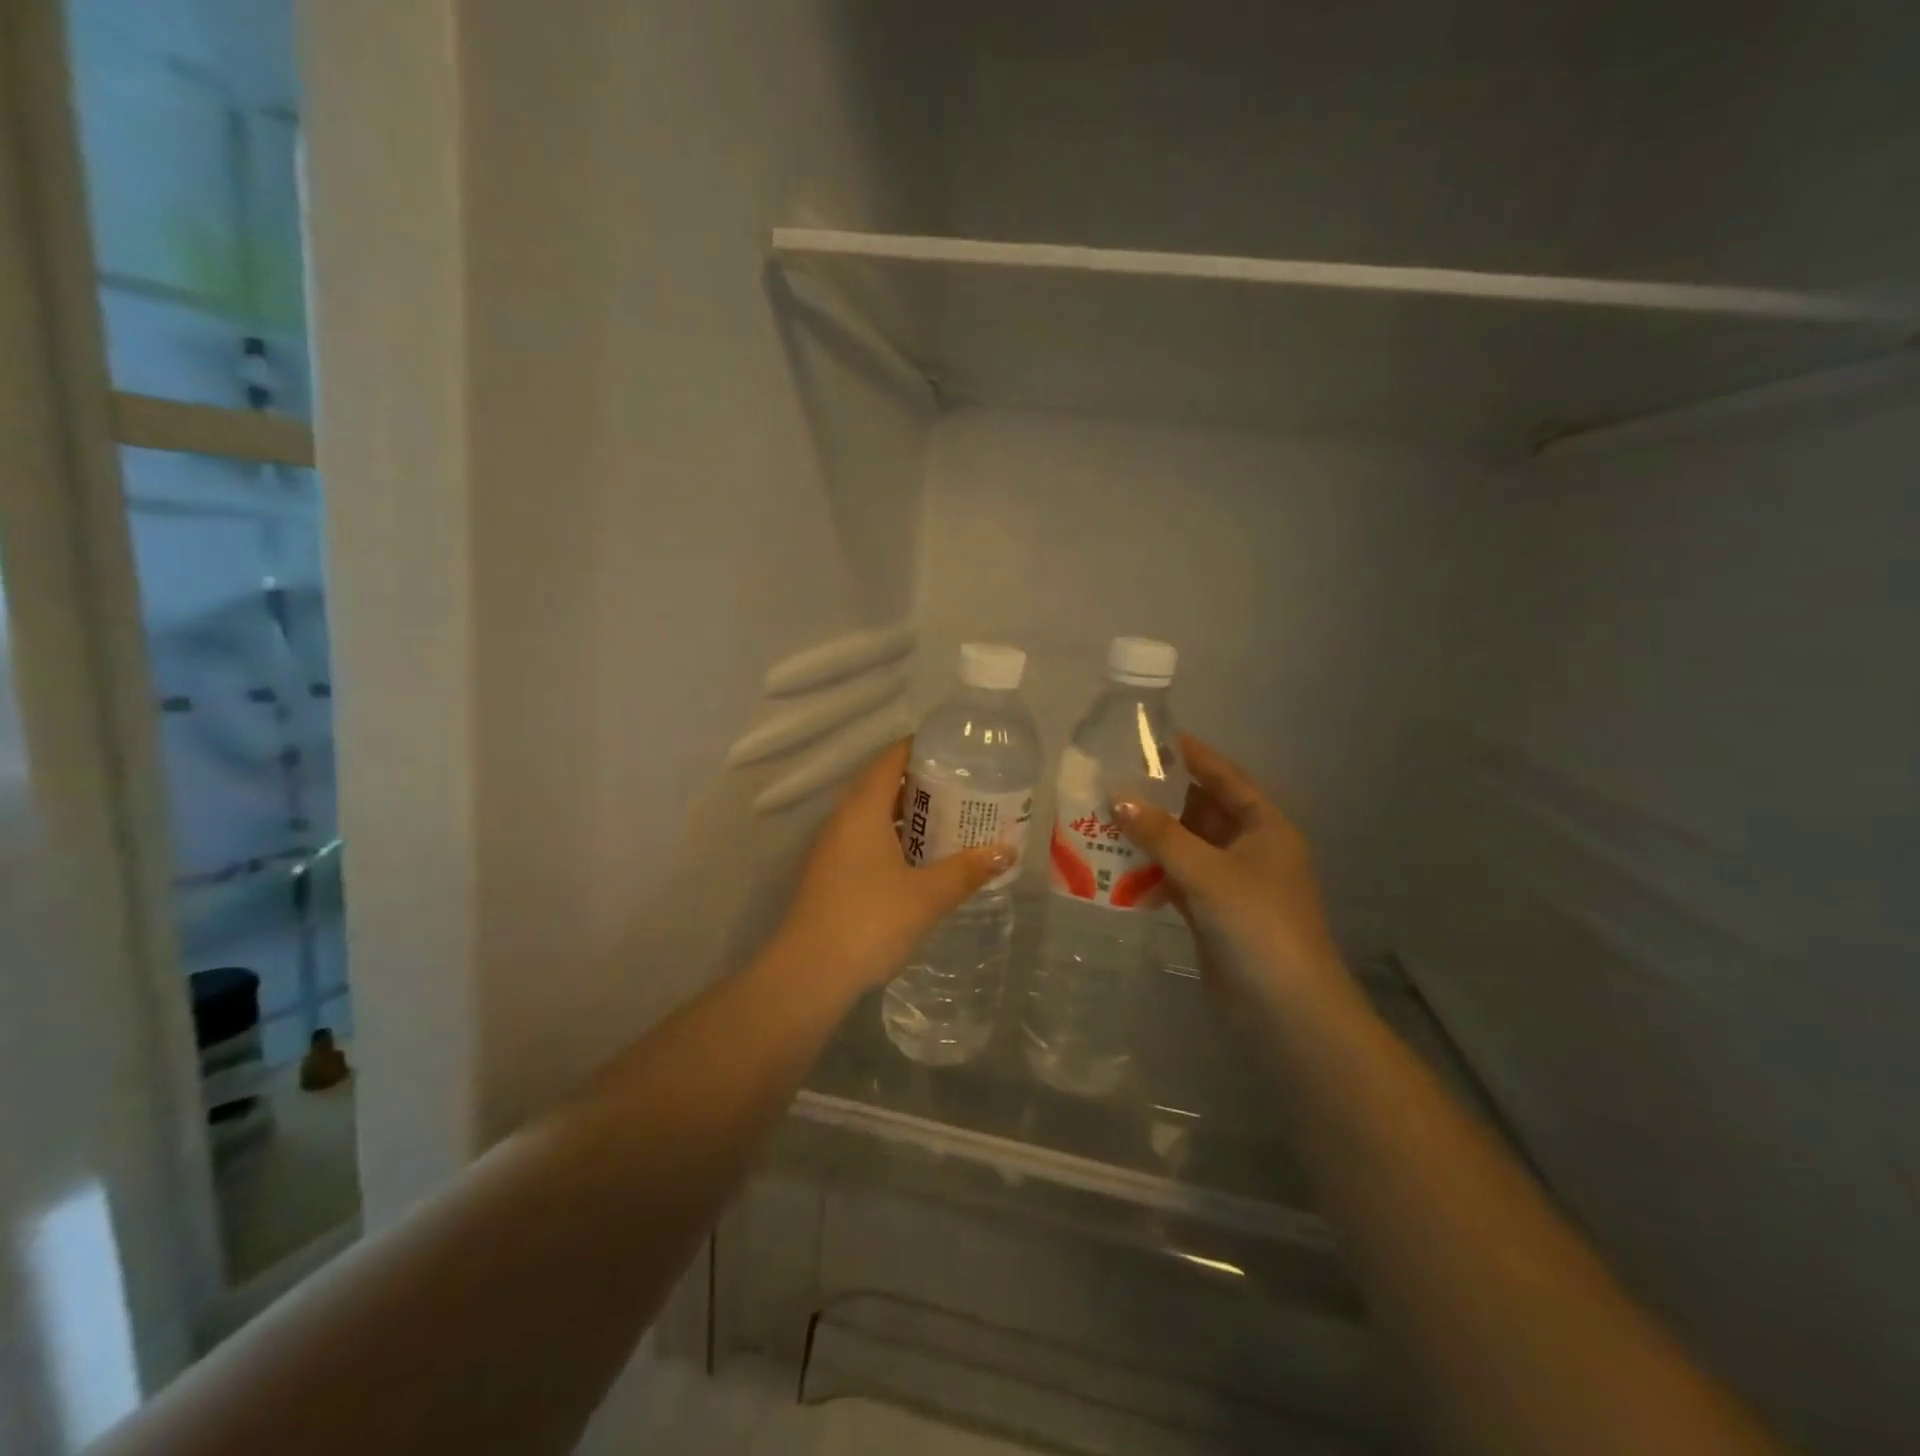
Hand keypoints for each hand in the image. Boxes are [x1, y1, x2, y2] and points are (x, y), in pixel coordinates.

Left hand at [770, 739, 1009, 998]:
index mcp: (862, 810)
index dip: (921, 747)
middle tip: (965, 786)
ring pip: (874, 816)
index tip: (956, 749)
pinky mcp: (831, 874)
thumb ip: (967, 870)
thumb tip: (1007, 851)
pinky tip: (922, 859)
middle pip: (883, 785)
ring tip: (951, 819)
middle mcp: (843, 820)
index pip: (891, 759)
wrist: (809, 975)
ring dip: (909, 814)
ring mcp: (833, 848)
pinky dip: (895, 839)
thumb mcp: (927, 895)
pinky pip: (867, 840)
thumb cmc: (869, 921)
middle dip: (923, 783)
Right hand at [1113, 736, 1340, 994]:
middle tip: (1113, 779)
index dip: (1191, 756)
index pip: (1224, 777)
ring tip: (1103, 817)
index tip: (1149, 739)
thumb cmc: (1257, 925)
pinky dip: (1151, 872)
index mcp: (1264, 827)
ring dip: (1151, 836)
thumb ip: (1161, 833)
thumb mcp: (1207, 871)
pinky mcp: (1213, 914)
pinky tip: (1115, 866)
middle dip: (1160, 797)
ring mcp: (1232, 884)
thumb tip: (1117, 797)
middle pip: (1201, 810)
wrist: (1285, 1011)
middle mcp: (1250, 849)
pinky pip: (1177, 879)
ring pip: (1185, 847)